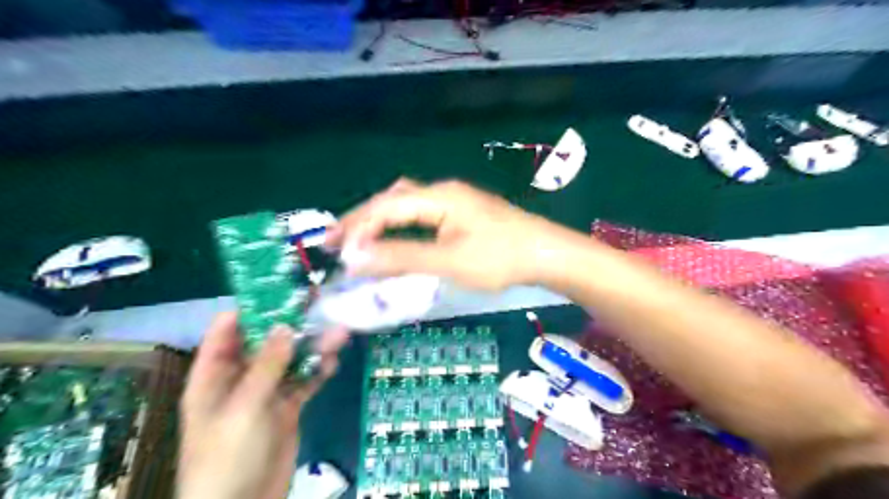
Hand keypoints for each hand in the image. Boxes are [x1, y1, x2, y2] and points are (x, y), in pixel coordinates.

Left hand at [177, 312, 349, 498]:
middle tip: (322, 304)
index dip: (253, 307)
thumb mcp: (244, 407)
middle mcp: (240, 377)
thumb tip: (287, 325)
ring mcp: (266, 392)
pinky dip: (319, 371)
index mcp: (215, 375)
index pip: (229, 329)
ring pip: (291, 360)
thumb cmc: (227, 456)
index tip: (283, 288)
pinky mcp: (288, 407)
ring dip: (313, 347)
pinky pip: (305, 381)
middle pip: (267, 341)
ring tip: (339, 335)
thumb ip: (267, 365)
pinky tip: (333, 363)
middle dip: (294, 324)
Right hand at [325, 178, 569, 290]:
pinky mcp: (463, 214)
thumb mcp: (449, 260)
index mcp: (438, 196)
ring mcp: (455, 202)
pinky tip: (396, 235)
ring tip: (357, 238)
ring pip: (407, 205)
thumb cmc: (500, 258)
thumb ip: (402, 258)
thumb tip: (357, 259)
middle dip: (362, 219)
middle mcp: (443, 192)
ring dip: (380, 220)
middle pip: (393, 199)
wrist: (547, 254)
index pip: (386, 207)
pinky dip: (401, 225)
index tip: (335, 251)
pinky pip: (421, 214)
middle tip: (336, 241)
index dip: (358, 227)